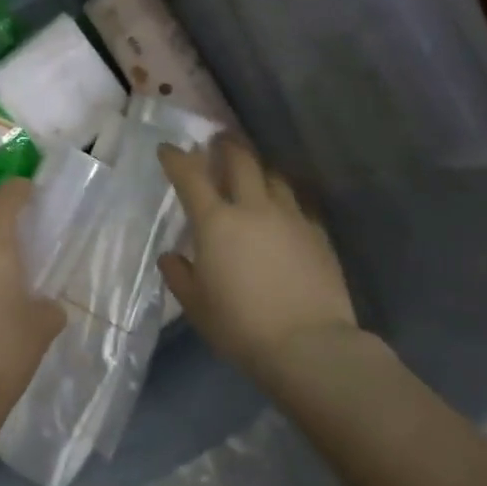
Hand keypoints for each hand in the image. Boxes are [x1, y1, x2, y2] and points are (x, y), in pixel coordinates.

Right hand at [158, 140, 360, 378]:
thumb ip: (180, 276)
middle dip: (226, 146)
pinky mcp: (318, 233)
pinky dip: (286, 200)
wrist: (308, 345)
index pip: (190, 177)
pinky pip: (299, 204)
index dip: (176, 159)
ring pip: (274, 177)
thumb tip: (171, 257)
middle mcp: (254, 208)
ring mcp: (291, 217)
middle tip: (219, 140)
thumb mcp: (197, 307)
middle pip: (241, 161)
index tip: (168, 149)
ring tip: (254, 174)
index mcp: (217, 223)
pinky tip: (285, 211)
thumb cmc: (241, 327)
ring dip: (259, 170)